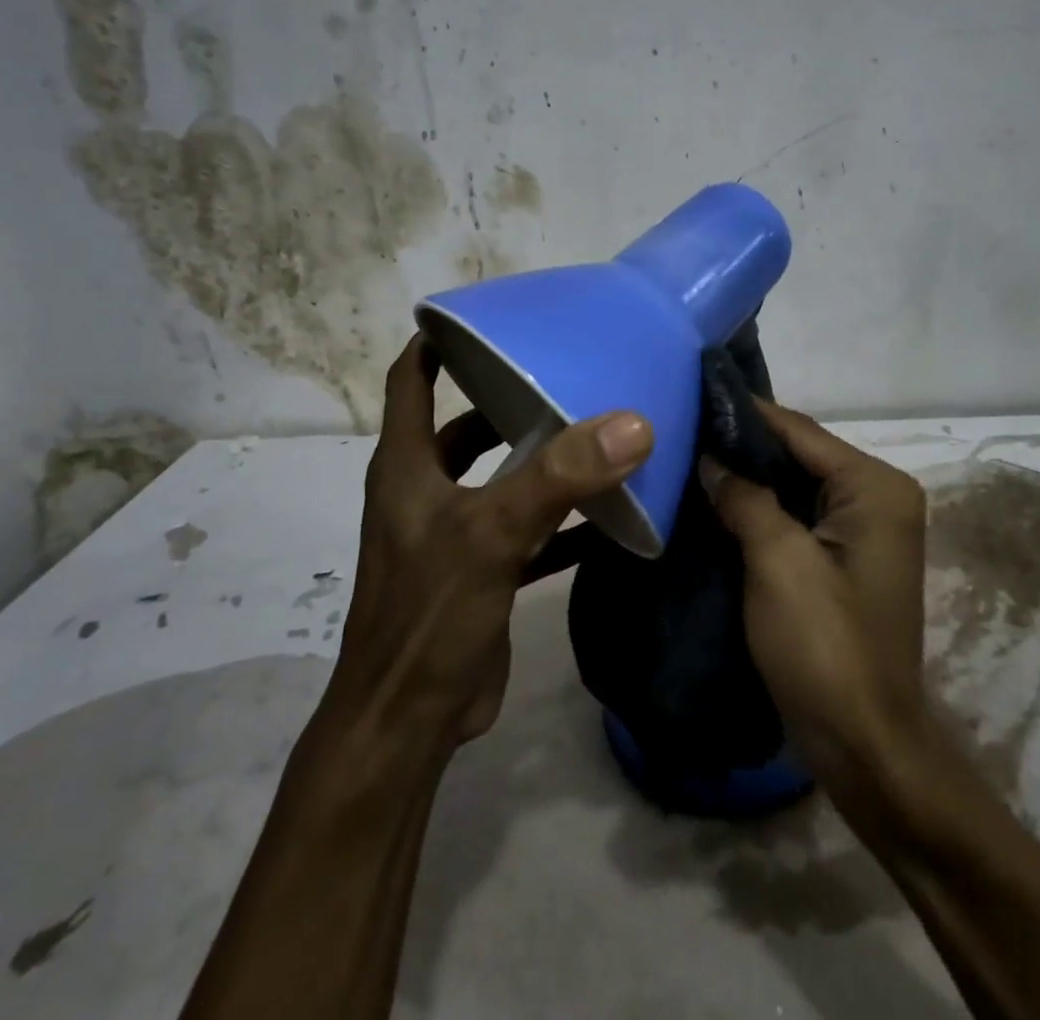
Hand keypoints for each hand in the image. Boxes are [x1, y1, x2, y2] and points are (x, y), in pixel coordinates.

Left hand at [327, 336, 653, 754]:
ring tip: (596, 432)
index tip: (487, 316)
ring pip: (499, 477)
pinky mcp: (481, 571)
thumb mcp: (492, 535)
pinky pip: (526, 528)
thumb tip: (631, 423)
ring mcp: (453, 533)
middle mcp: (426, 490)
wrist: (407, 724)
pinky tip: (609, 513)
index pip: (410, 380)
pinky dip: (560, 518)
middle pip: (464, 426)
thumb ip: (559, 478)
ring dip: (540, 458)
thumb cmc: (429, 616)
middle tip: (566, 374)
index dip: (437, 342)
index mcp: (408, 465)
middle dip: (508, 400)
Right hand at [701, 402, 928, 799]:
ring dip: (746, 478)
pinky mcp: (844, 559)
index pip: (799, 431)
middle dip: (741, 447)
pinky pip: (796, 517)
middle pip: (799, 455)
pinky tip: (714, 502)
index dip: (744, 413)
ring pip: (794, 486)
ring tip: (687, 458)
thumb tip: (710, 457)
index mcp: (875, 487)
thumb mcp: (777, 562)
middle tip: (679, 429)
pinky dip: (759, 509)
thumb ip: (744, 497)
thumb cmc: (825, 647)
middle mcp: (878, 496)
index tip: (690, 393)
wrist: (865, 746)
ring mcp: (864, 530)